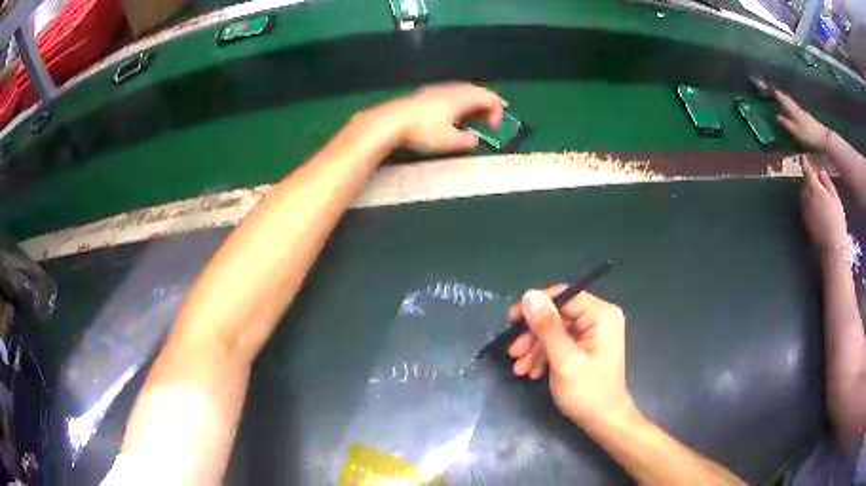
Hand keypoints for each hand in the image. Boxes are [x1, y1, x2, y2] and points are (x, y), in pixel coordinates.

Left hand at [363, 83, 505, 152]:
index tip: (497, 125)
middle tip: (492, 118)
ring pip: (462, 92)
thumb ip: (466, 141)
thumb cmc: (423, 130)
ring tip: (474, 117)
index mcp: (462, 98)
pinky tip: (453, 114)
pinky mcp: (425, 94)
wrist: (391, 121)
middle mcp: (452, 90)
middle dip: (487, 105)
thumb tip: (474, 139)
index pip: (488, 97)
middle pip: (476, 92)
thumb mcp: (449, 141)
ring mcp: (437, 90)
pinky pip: (450, 94)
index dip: (497, 109)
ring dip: (473, 103)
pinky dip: (459, 103)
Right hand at [508, 288, 637, 426]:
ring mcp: (592, 333)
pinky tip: (531, 372)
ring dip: (535, 348)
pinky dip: (544, 355)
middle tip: (513, 352)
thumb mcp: (564, 360)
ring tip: (519, 368)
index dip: (535, 306)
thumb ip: (547, 327)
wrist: (604, 422)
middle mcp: (599, 318)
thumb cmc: (588, 392)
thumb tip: (529, 295)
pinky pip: (560, 342)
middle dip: (533, 335)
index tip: (511, 321)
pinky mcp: (586, 346)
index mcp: (601, 315)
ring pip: (555, 330)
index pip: (563, 296)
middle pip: (557, 314)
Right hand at [774, 89, 828, 151]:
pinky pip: (798, 110)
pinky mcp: (808, 119)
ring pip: (794, 105)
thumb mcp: (796, 131)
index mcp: (794, 111)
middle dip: (784, 97)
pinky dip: (794, 108)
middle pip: (790, 101)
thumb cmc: (808, 135)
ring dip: (789, 102)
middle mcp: (798, 109)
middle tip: (778, 93)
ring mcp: (804, 114)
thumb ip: (787, 124)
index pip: (785, 101)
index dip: (779, 96)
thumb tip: (777, 116)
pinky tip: (795, 110)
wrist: (822, 138)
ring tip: (785, 100)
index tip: (773, 89)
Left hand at [801, 161, 847, 250]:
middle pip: (805, 183)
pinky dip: (809, 203)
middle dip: (810, 181)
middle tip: (818, 183)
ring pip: (804, 194)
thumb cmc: (837, 220)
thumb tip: (820, 171)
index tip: (803, 157)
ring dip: (809, 192)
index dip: (805, 163)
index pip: (807, 171)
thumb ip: (827, 183)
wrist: (832, 247)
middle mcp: (806, 197)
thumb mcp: (835, 198)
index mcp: (815, 189)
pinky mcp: (804, 220)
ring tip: (820, 198)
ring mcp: (804, 209)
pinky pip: (805, 206)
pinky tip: (818, 209)